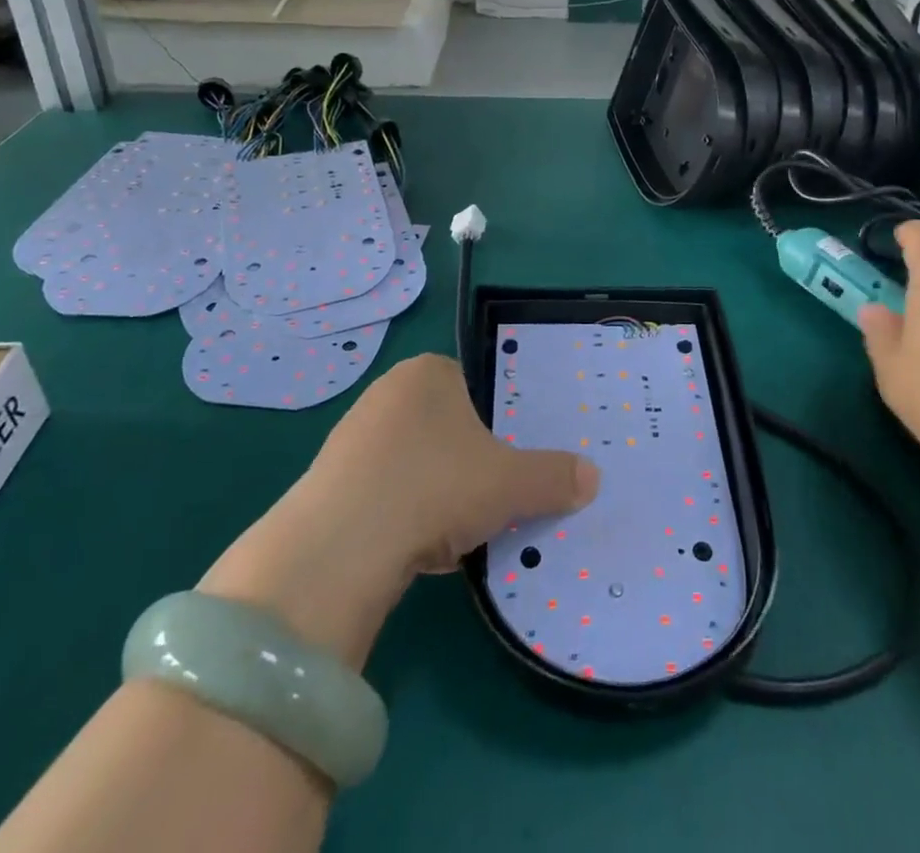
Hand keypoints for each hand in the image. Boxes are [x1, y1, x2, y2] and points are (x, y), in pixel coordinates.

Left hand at [311, 352, 601, 572]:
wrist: (341, 545)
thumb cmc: (437, 486)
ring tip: (449, 531)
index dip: (492, 423)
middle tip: (483, 498)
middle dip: (464, 461)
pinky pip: (380, 490)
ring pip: (412, 461)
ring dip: (433, 491)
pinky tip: (411, 547)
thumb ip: (554, 476)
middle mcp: (387, 391)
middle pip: (443, 424)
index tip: (502, 462)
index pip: (471, 385)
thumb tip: (593, 478)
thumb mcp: (510, 483)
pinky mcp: (326, 479)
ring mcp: (350, 434)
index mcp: (430, 372)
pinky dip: (400, 514)